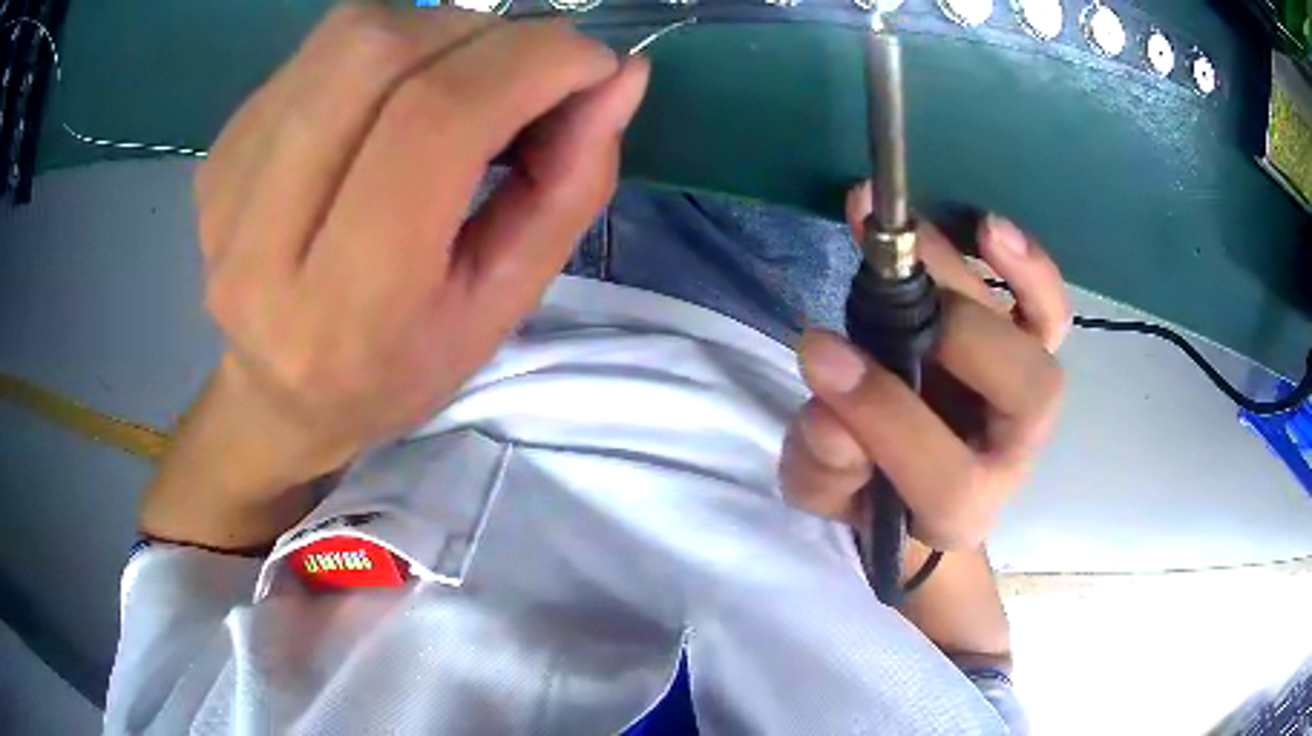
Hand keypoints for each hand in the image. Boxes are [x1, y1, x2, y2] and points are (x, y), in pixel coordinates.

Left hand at [141, 7, 647, 547]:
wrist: (279, 396)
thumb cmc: (398, 368)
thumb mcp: (503, 305)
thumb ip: (570, 187)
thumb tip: (621, 75)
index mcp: (344, 309)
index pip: (433, 125)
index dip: (529, 63)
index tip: (590, 62)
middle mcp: (261, 242)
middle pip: (378, 54)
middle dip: (483, 34)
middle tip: (524, 69)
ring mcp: (225, 187)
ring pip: (347, 35)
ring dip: (435, 31)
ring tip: (461, 79)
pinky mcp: (217, 150)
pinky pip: (318, 51)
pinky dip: (384, 49)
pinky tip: (391, 99)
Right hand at [780, 182, 1069, 550]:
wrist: (915, 481)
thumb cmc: (869, 490)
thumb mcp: (825, 493)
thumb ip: (823, 469)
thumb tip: (829, 413)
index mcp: (960, 509)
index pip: (949, 477)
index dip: (888, 413)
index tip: (821, 354)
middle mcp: (1013, 451)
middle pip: (1022, 393)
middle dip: (952, 332)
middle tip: (879, 288)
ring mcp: (1029, 395)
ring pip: (1037, 335)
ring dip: (977, 275)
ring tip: (909, 230)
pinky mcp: (1029, 351)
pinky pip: (1047, 309)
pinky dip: (1027, 267)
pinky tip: (986, 229)